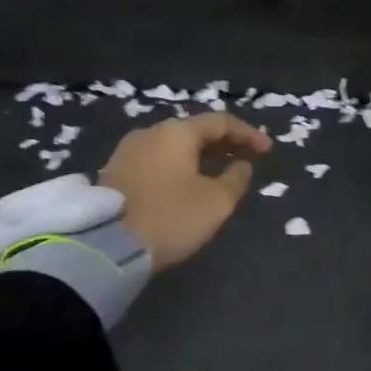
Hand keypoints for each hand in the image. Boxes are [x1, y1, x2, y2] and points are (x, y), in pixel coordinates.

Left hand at [99, 112, 271, 272]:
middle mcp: (150, 133)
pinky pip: (156, 160)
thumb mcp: (216, 202)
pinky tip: (186, 183)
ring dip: (199, 155)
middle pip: (194, 130)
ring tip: (217, 171)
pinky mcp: (113, 173)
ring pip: (173, 146)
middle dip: (222, 143)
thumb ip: (235, 179)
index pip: (221, 122)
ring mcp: (127, 152)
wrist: (104, 248)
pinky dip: (178, 166)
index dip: (248, 134)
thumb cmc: (170, 217)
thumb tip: (241, 165)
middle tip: (244, 157)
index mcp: (177, 132)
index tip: (267, 150)